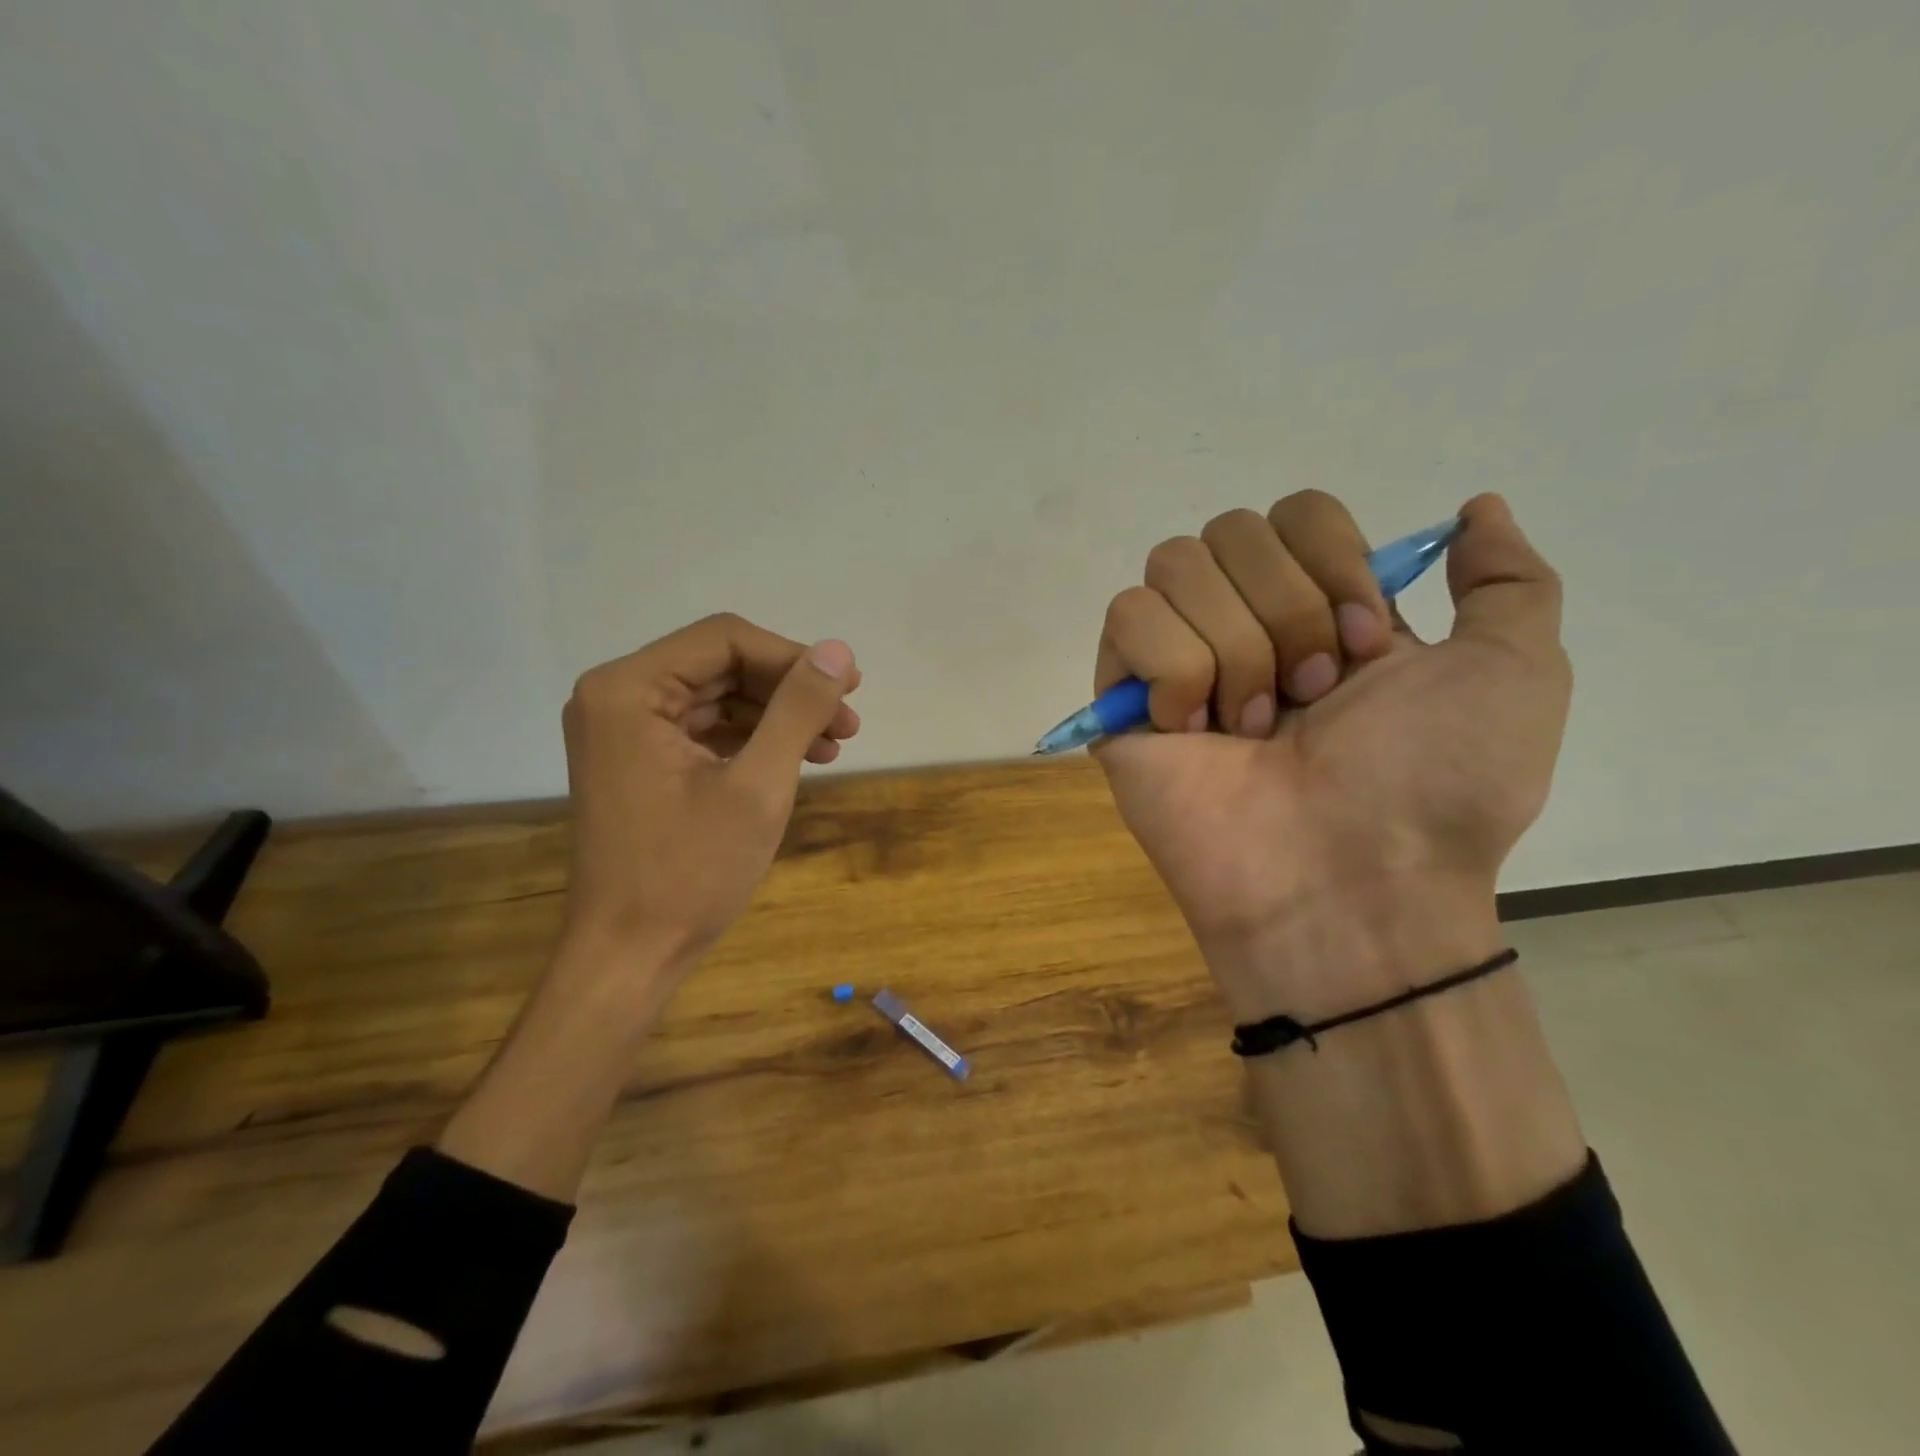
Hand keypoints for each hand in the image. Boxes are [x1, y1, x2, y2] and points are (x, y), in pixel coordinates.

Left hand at [559, 613, 860, 974]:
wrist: (629, 956)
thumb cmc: (690, 872)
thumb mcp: (758, 785)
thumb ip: (798, 709)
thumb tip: (839, 651)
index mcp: (629, 690)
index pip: (725, 640)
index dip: (793, 658)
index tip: (847, 689)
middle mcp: (617, 697)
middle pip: (722, 665)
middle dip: (789, 689)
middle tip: (849, 721)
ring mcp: (624, 731)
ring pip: (719, 697)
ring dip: (778, 715)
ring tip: (834, 744)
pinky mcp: (638, 760)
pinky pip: (705, 729)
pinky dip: (753, 740)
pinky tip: (797, 758)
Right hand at [1093, 491, 1569, 1019]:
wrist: (1347, 884)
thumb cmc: (1433, 787)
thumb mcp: (1514, 674)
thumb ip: (1508, 581)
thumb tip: (1476, 506)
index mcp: (1322, 609)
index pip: (1297, 512)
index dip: (1334, 563)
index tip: (1368, 649)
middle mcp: (1245, 622)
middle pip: (1231, 530)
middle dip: (1287, 613)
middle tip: (1311, 699)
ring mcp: (1177, 660)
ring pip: (1175, 565)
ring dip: (1235, 649)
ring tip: (1253, 728)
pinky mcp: (1123, 697)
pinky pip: (1128, 618)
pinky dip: (1174, 671)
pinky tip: (1194, 731)